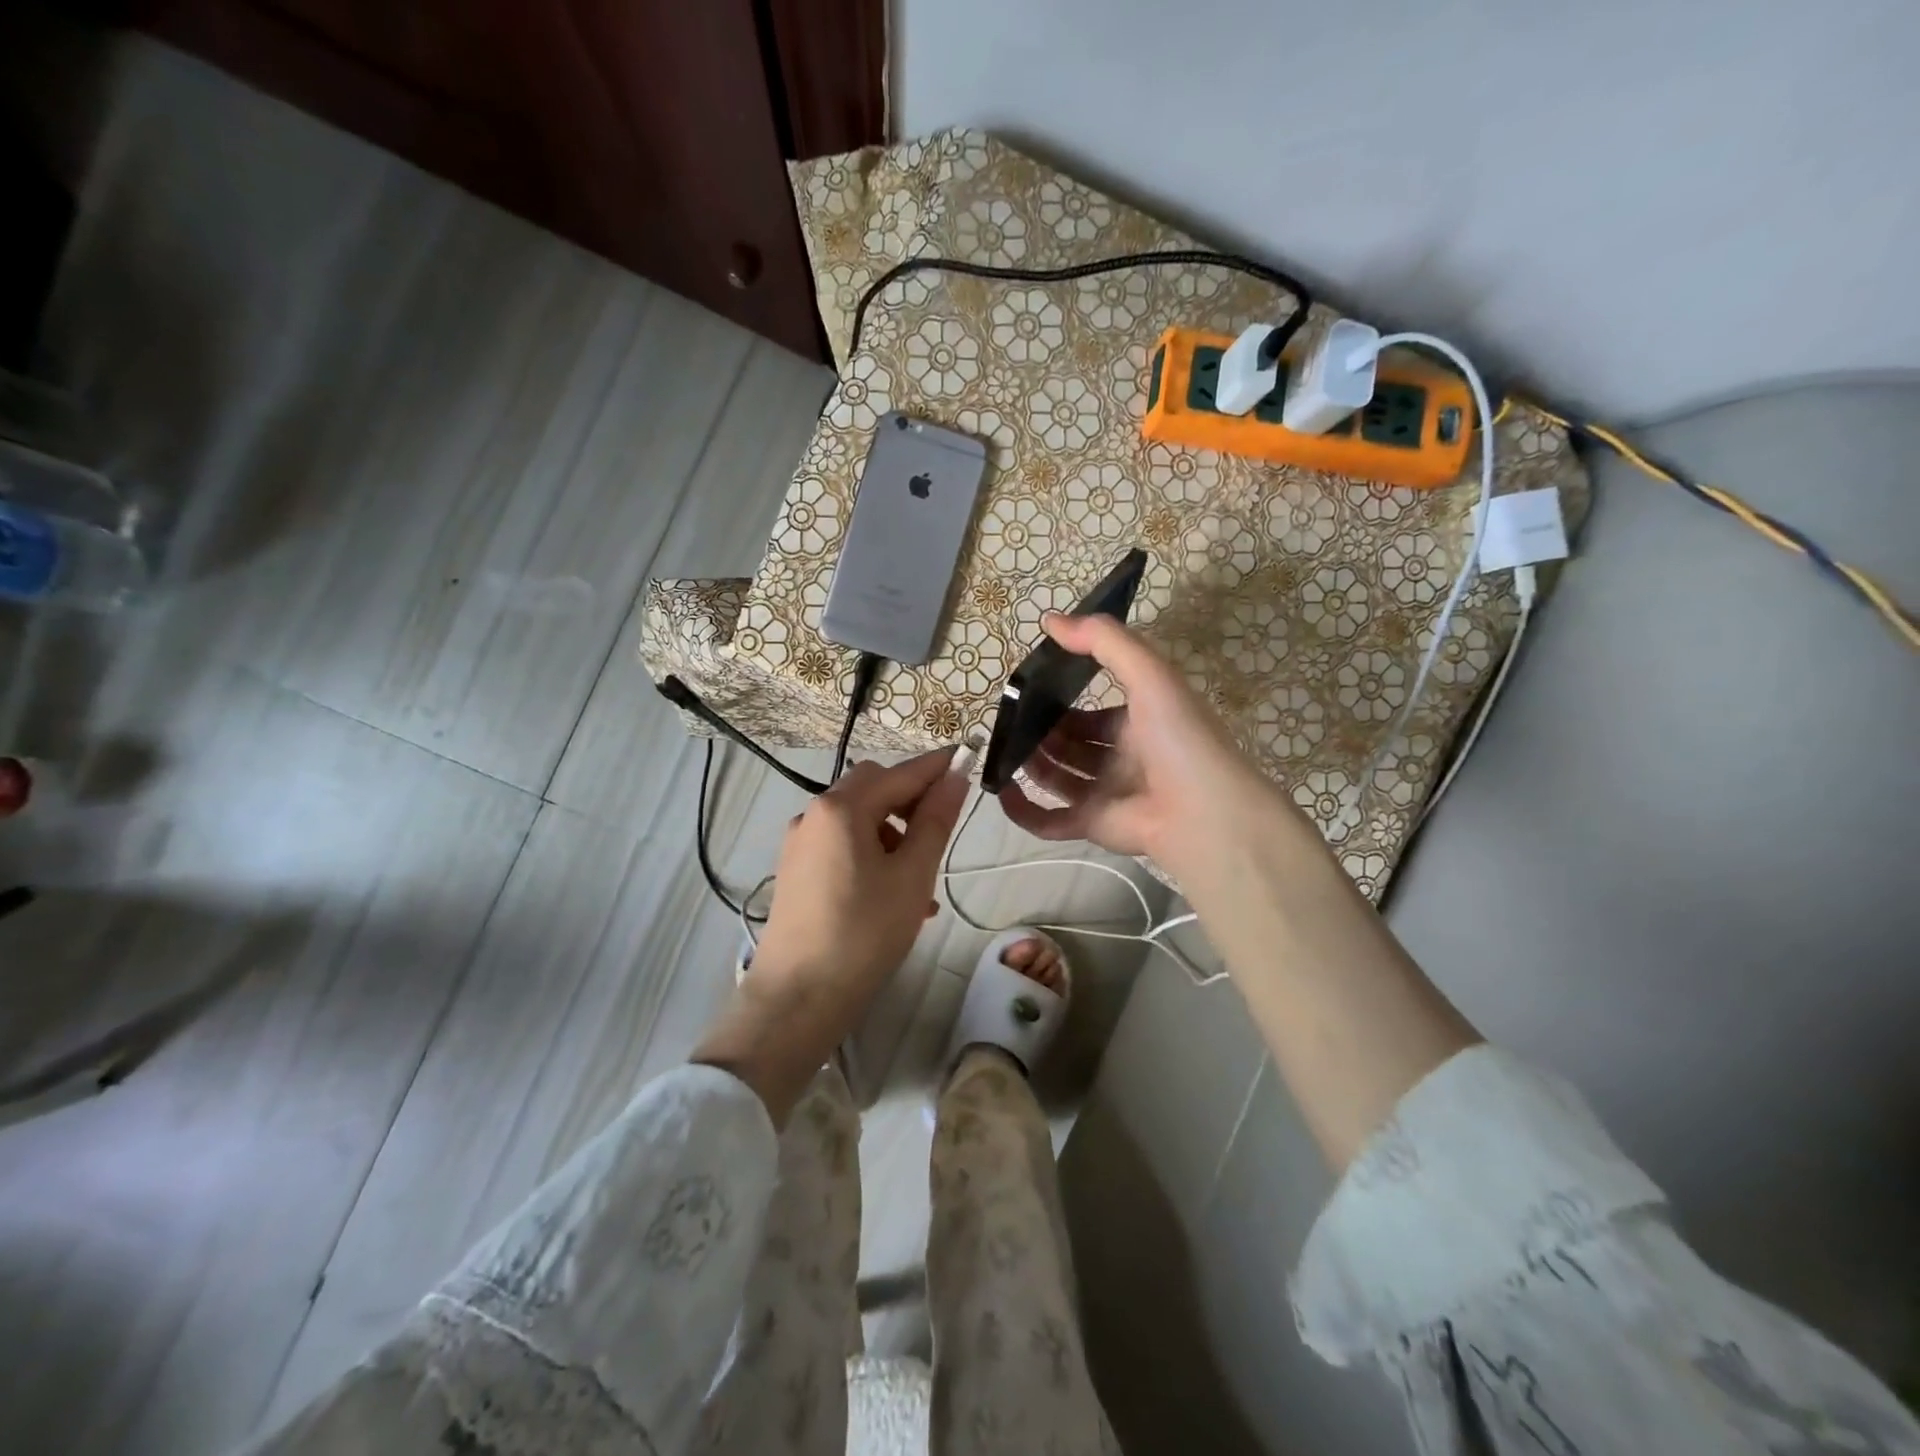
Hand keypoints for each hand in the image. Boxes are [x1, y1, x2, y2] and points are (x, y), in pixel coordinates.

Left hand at [753, 748, 969, 999]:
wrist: (798, 997)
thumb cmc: (864, 933)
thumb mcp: (912, 875)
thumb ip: (935, 821)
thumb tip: (954, 777)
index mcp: (842, 807)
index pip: (901, 773)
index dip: (937, 766)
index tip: (968, 758)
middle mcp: (814, 814)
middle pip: (873, 787)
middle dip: (911, 799)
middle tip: (942, 828)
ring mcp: (800, 842)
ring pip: (858, 818)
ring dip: (893, 832)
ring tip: (921, 880)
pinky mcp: (796, 869)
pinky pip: (842, 844)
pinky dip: (872, 853)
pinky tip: (894, 895)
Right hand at [997, 612, 1284, 878]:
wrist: (1204, 813)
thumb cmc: (1178, 738)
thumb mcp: (1149, 674)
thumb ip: (1104, 641)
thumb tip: (1050, 620)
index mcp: (1139, 723)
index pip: (1094, 711)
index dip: (1064, 699)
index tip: (1030, 688)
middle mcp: (1122, 758)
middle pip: (1072, 744)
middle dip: (1042, 732)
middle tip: (1009, 719)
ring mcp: (1106, 793)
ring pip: (1058, 777)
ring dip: (1031, 763)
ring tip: (1002, 747)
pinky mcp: (1092, 825)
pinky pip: (1050, 820)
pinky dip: (1023, 810)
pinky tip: (1000, 790)